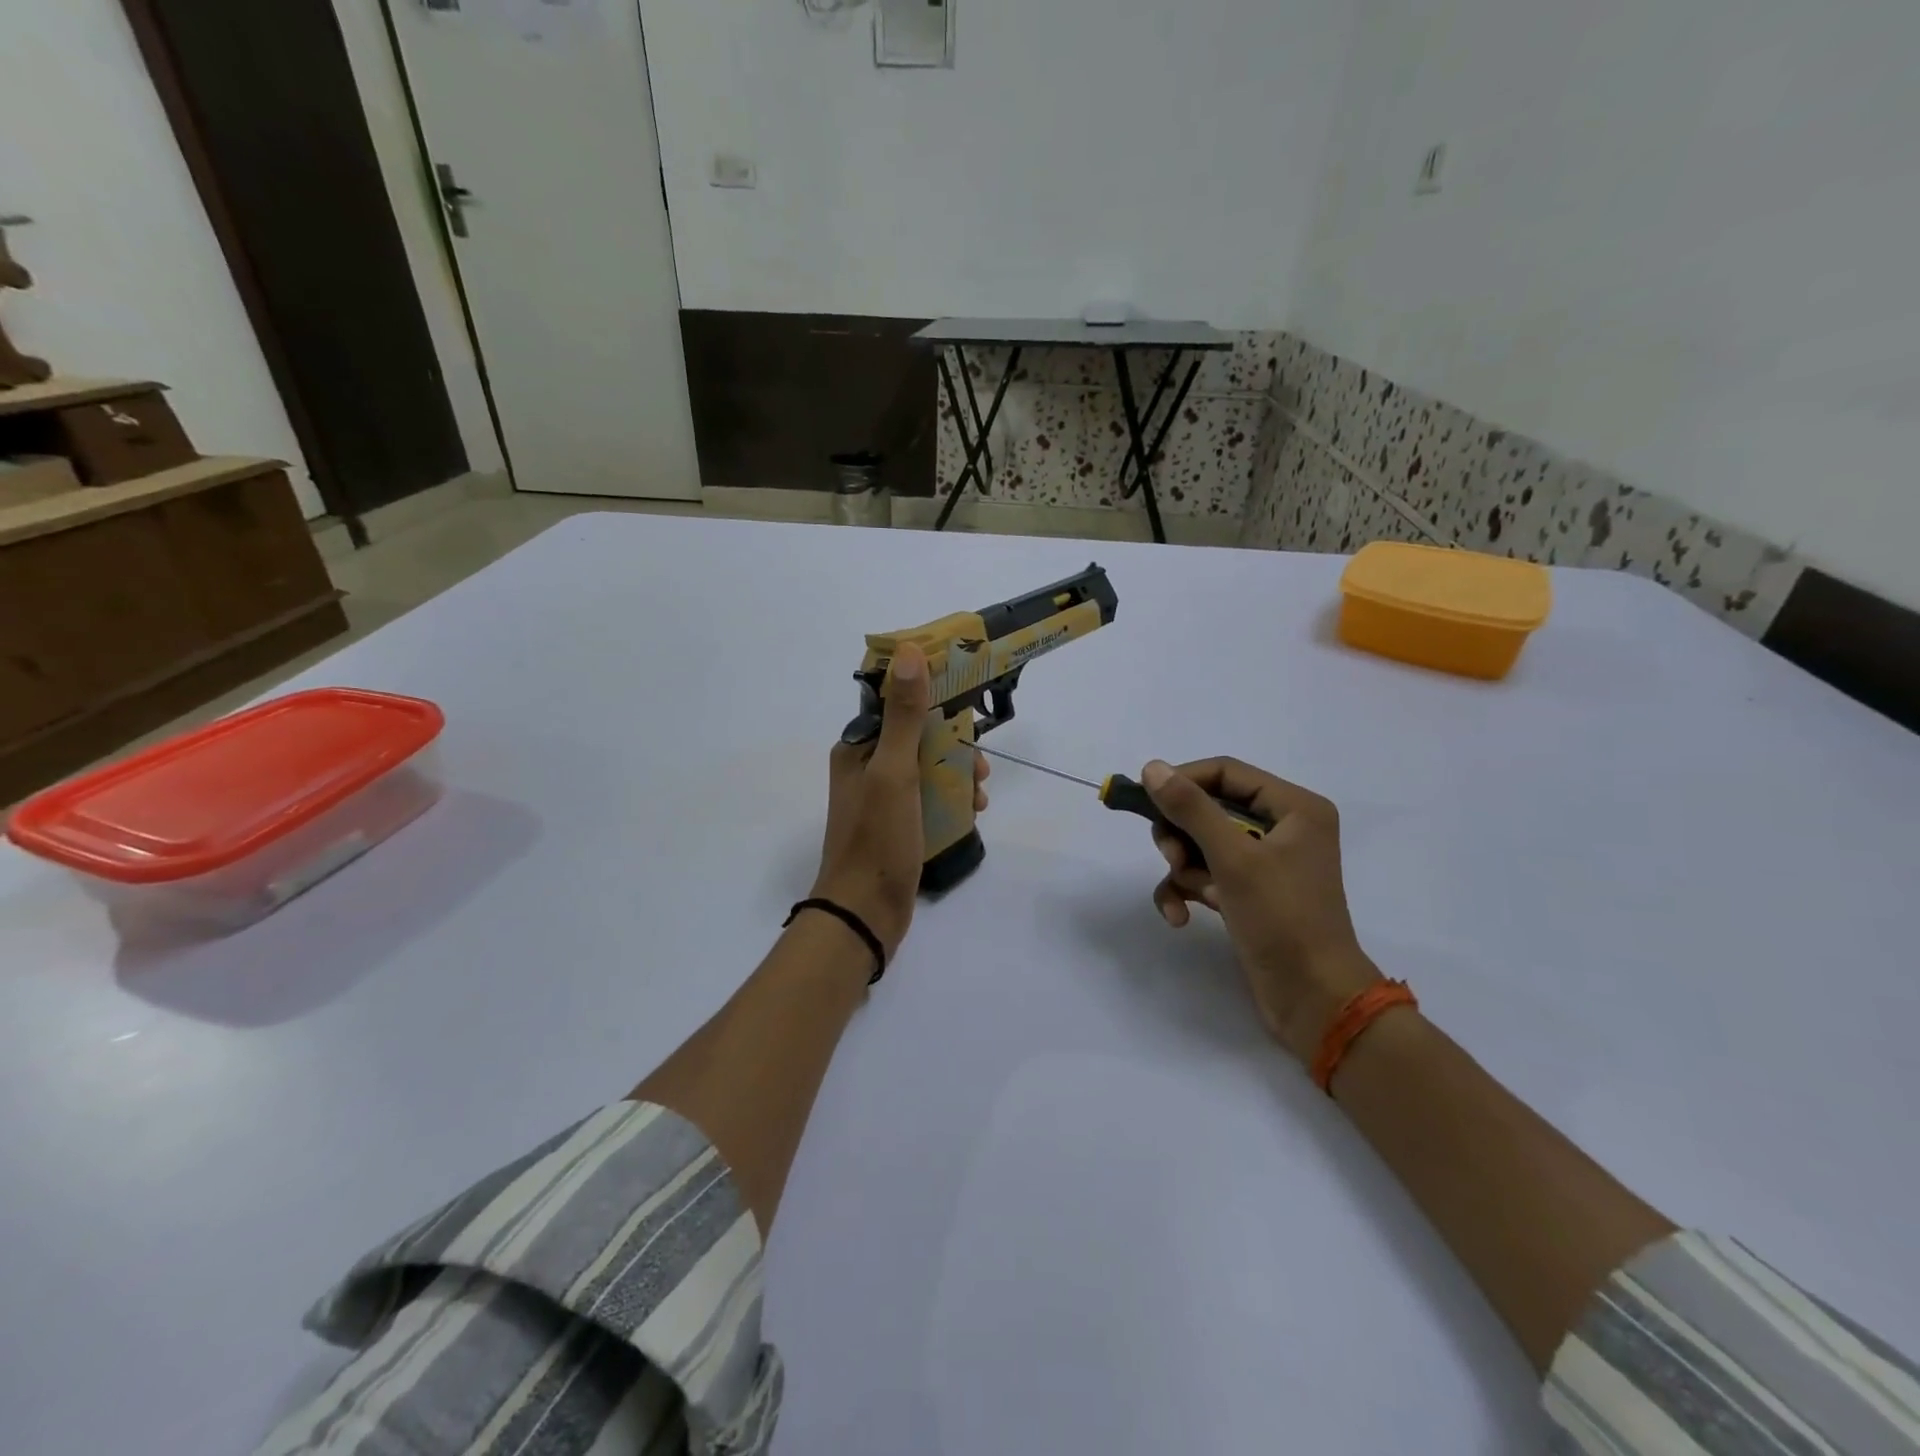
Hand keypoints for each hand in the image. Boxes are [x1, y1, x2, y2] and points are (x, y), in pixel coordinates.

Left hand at [811, 643, 989, 958]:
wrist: (865, 912)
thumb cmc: (877, 838)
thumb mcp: (895, 772)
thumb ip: (904, 715)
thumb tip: (910, 653)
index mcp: (858, 748)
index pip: (896, 704)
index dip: (931, 698)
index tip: (966, 701)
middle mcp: (867, 767)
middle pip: (918, 737)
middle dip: (953, 745)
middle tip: (979, 767)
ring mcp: (883, 798)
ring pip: (928, 768)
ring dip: (957, 773)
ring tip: (979, 794)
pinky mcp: (898, 823)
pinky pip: (929, 797)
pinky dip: (951, 799)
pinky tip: (972, 812)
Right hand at [1141, 757, 1379, 1062]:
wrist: (1314, 1000)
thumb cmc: (1282, 918)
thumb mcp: (1233, 858)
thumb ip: (1191, 809)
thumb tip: (1152, 767)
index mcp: (1294, 807)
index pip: (1225, 772)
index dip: (1183, 781)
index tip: (1146, 800)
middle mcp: (1282, 828)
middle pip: (1208, 808)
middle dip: (1182, 833)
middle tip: (1172, 856)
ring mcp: (1264, 863)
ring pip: (1201, 843)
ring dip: (1184, 867)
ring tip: (1191, 893)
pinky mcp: (1249, 893)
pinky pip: (1205, 874)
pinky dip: (1188, 890)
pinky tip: (1179, 915)